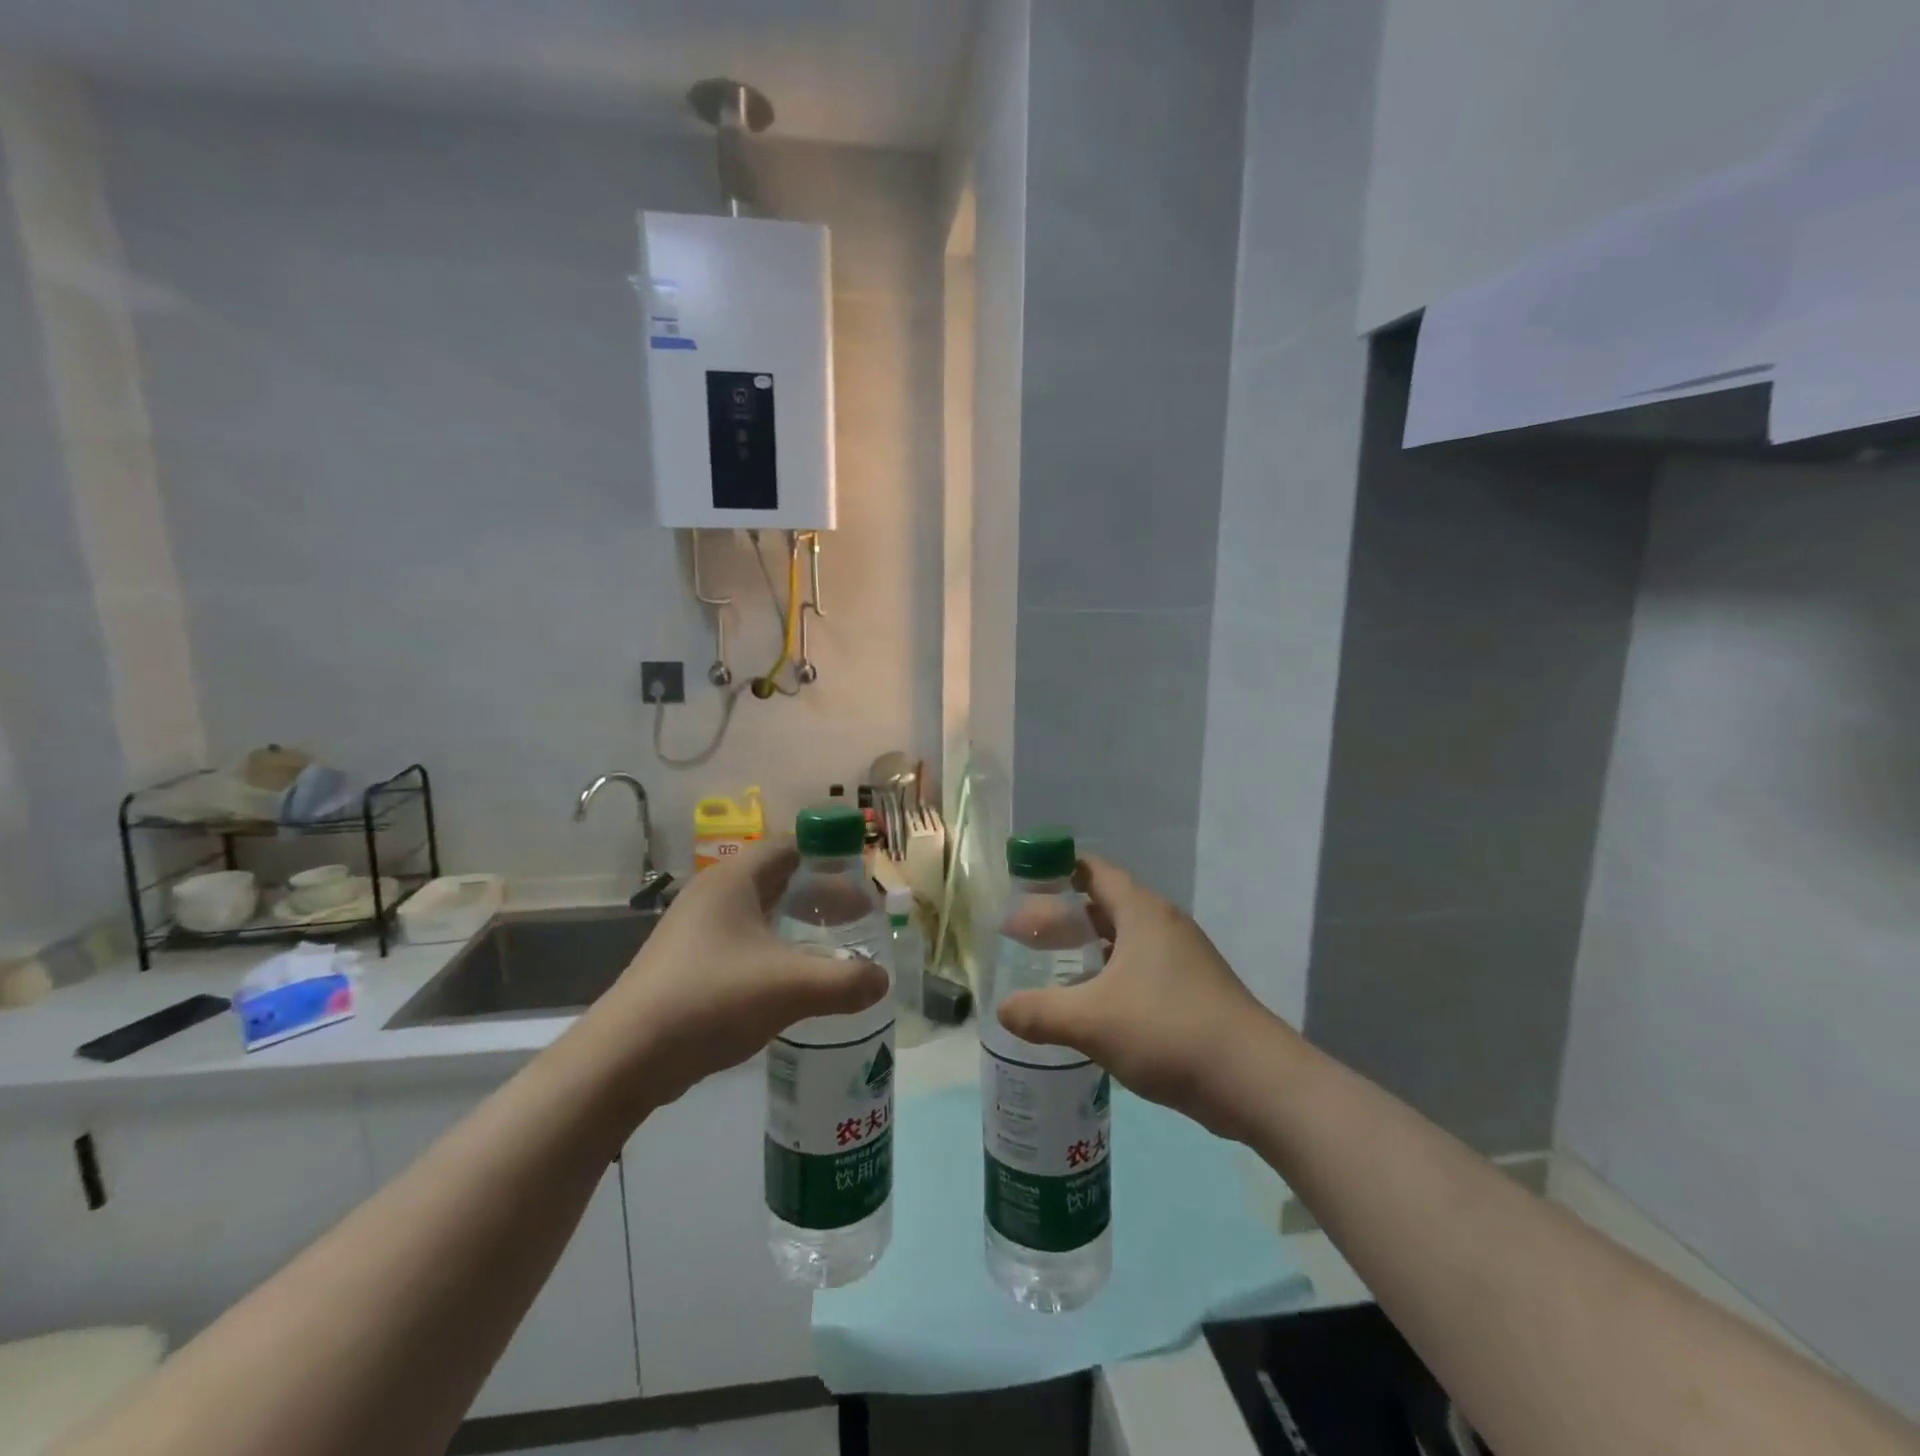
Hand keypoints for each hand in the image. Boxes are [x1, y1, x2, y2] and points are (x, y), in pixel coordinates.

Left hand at [592, 840, 887, 1107]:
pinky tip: (791, 981)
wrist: (626, 1057)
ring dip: (796, 924)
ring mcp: (695, 929)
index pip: (790, 846)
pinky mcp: (687, 962)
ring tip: (832, 948)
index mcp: (734, 880)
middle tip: (856, 918)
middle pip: (777, 878)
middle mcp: (713, 894)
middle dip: (819, 894)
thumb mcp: (790, 987)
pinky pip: (742, 941)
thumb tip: (882, 980)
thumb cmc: (711, 999)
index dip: (829, 856)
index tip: (861, 880)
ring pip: (759, 912)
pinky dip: (773, 949)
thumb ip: (845, 981)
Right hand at [996, 854, 1287, 1141]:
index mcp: (1142, 912)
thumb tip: (1001, 1010)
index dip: (1055, 871)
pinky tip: (1087, 1007)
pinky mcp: (1190, 992)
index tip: (1022, 885)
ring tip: (1047, 970)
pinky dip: (1107, 978)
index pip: (1092, 870)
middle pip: (1103, 906)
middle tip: (1022, 936)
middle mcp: (1162, 926)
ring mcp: (1180, 959)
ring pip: (1122, 941)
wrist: (1254, 1081)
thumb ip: (1040, 1013)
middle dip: (1062, 918)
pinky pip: (1138, 970)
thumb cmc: (1168, 1030)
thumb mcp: (1092, 1021)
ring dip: (1085, 951)